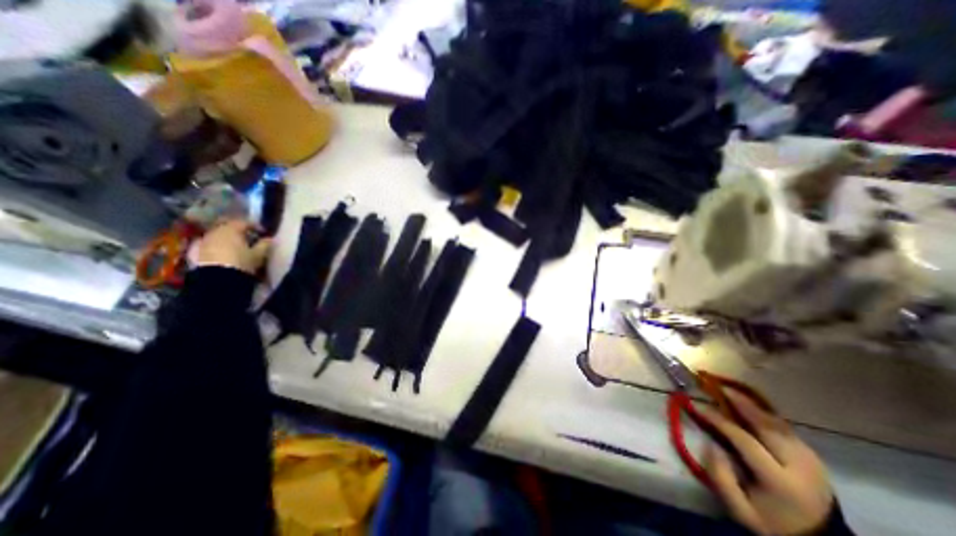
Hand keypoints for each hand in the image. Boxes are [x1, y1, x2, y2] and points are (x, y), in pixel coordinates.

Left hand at [191, 220, 269, 274]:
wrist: (217, 278)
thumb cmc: (241, 262)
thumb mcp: (258, 254)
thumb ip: (265, 244)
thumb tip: (269, 239)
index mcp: (232, 229)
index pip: (244, 222)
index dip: (255, 226)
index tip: (262, 232)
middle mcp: (216, 231)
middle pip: (227, 225)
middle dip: (238, 229)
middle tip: (248, 235)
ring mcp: (205, 240)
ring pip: (218, 233)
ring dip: (227, 236)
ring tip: (237, 244)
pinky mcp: (198, 250)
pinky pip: (211, 242)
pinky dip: (219, 243)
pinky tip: (226, 250)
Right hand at [700, 392, 833, 533]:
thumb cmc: (771, 523)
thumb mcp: (741, 510)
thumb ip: (721, 478)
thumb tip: (709, 445)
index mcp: (781, 481)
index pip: (744, 439)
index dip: (718, 419)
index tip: (697, 405)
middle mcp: (799, 466)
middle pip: (766, 425)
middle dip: (740, 403)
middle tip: (717, 386)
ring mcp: (811, 460)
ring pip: (777, 423)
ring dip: (752, 405)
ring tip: (730, 391)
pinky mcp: (813, 456)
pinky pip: (785, 427)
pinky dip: (764, 413)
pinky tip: (749, 406)